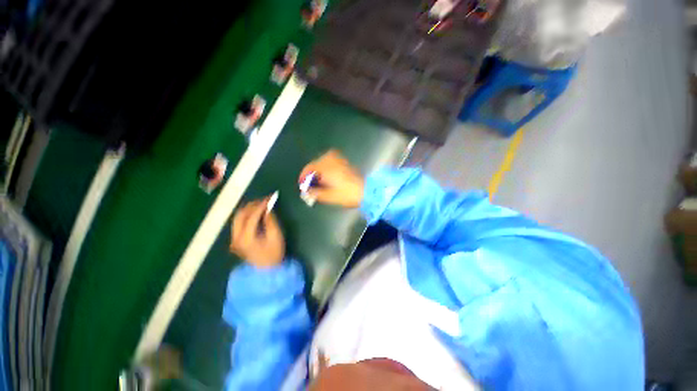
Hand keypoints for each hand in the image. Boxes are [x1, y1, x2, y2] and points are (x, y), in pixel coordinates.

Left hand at [230, 196, 284, 267]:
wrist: (266, 270)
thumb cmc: (274, 254)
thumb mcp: (276, 237)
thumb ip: (270, 221)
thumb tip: (267, 208)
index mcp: (246, 237)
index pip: (252, 216)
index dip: (261, 205)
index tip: (270, 198)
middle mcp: (236, 237)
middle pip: (240, 214)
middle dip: (252, 205)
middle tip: (265, 201)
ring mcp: (234, 238)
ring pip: (238, 217)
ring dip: (249, 209)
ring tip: (261, 205)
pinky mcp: (236, 239)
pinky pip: (239, 222)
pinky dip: (247, 215)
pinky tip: (256, 213)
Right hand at [299, 150, 364, 207]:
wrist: (365, 191)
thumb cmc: (347, 195)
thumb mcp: (329, 197)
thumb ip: (316, 193)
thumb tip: (307, 191)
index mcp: (327, 170)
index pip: (311, 168)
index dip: (304, 175)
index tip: (301, 182)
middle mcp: (332, 163)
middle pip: (316, 162)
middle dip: (310, 171)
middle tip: (309, 180)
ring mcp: (340, 162)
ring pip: (324, 158)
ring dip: (318, 165)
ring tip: (317, 175)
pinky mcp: (346, 164)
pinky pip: (333, 158)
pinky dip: (327, 162)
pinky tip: (328, 171)